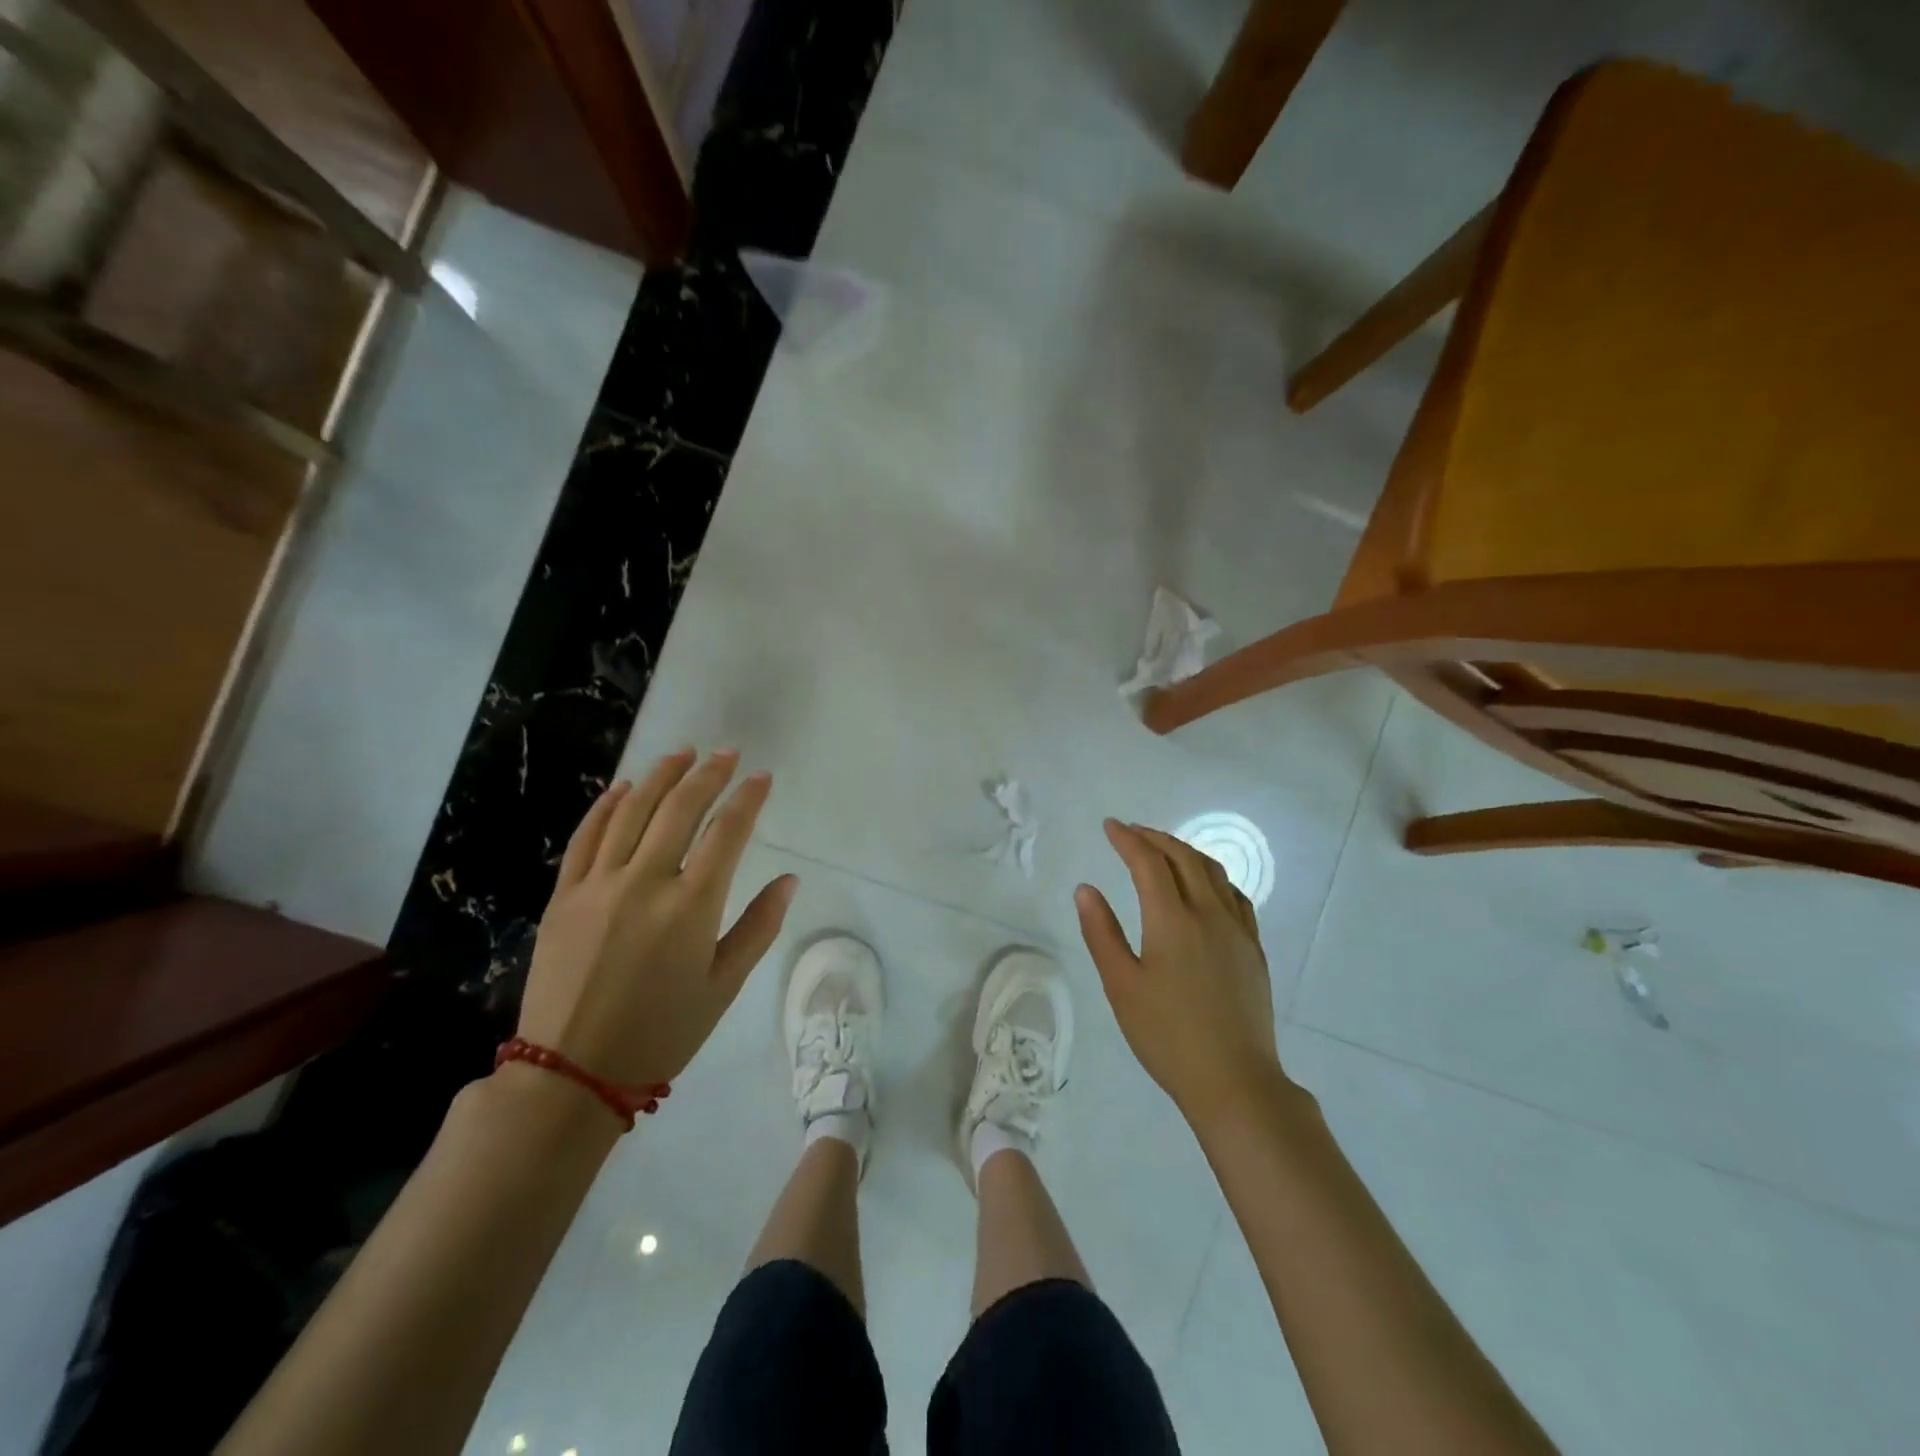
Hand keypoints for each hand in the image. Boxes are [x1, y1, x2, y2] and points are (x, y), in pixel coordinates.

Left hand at [517, 748, 796, 1089]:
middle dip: (708, 774)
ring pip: (632, 812)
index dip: (747, 799)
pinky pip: (586, 837)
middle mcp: (645, 882)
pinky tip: (622, 787)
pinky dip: (606, 806)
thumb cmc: (662, 1032)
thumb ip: (759, 927)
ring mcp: (598, 885)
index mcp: (691, 906)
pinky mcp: (564, 895)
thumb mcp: (724, 985)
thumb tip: (789, 880)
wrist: (571, 1072)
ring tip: (682, 754)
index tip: (761, 777)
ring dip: (660, 777)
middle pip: (680, 809)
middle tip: (726, 752)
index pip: (726, 833)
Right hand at [1075, 819, 1281, 1123]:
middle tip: (1131, 832)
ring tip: (1163, 850)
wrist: (1234, 1080)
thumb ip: (1102, 933)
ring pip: (1213, 872)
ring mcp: (1238, 931)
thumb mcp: (1121, 986)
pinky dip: (1212, 876)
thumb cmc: (1167, 1035)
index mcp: (1173, 920)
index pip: (1149, 863)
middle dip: (1156, 838)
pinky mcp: (1254, 950)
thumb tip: (1086, 889)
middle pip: (1184, 858)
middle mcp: (1209, 914)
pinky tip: (1205, 887)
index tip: (1109, 826)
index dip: (1128, 839)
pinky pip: (1234, 895)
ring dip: (1185, 852)